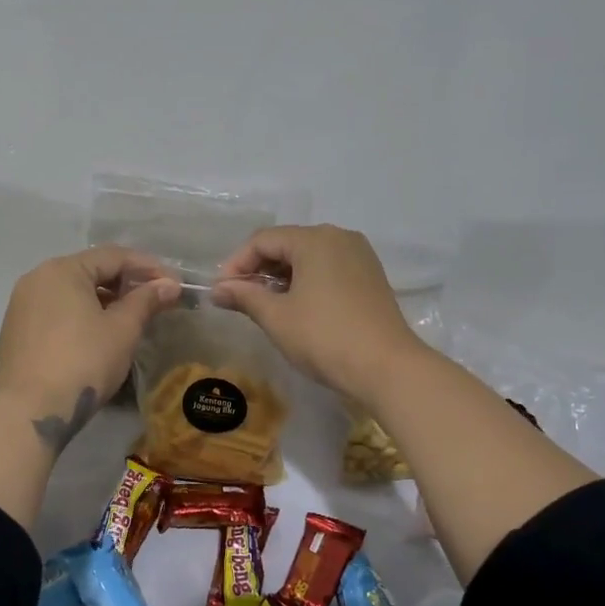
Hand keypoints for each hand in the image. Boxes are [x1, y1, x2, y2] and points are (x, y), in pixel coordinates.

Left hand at [0, 245, 179, 447]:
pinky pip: (55, 313)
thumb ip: (146, 300)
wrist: (31, 410)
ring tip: (128, 320)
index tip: (173, 284)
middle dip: (124, 284)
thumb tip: (169, 285)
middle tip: (153, 302)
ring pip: (71, 293)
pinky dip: (79, 317)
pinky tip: (96, 337)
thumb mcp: (122, 329)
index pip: (113, 256)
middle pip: (90, 271)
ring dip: (102, 301)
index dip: (148, 267)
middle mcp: (36, 279)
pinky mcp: (15, 333)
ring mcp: (20, 306)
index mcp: (62, 270)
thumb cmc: (83, 361)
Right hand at [211, 225, 423, 405]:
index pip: (263, 240)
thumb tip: (217, 290)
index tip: (222, 291)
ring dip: (282, 276)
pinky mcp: (371, 276)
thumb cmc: (324, 337)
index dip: (237, 263)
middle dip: (259, 269)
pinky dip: (307, 281)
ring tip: (266, 305)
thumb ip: (245, 296)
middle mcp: (339, 237)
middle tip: (240, 299)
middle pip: (287, 244)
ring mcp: (359, 256)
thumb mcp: (277, 317)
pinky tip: (298, 307)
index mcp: (314, 239)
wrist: (387, 368)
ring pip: (309, 256)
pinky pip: (329, 268)